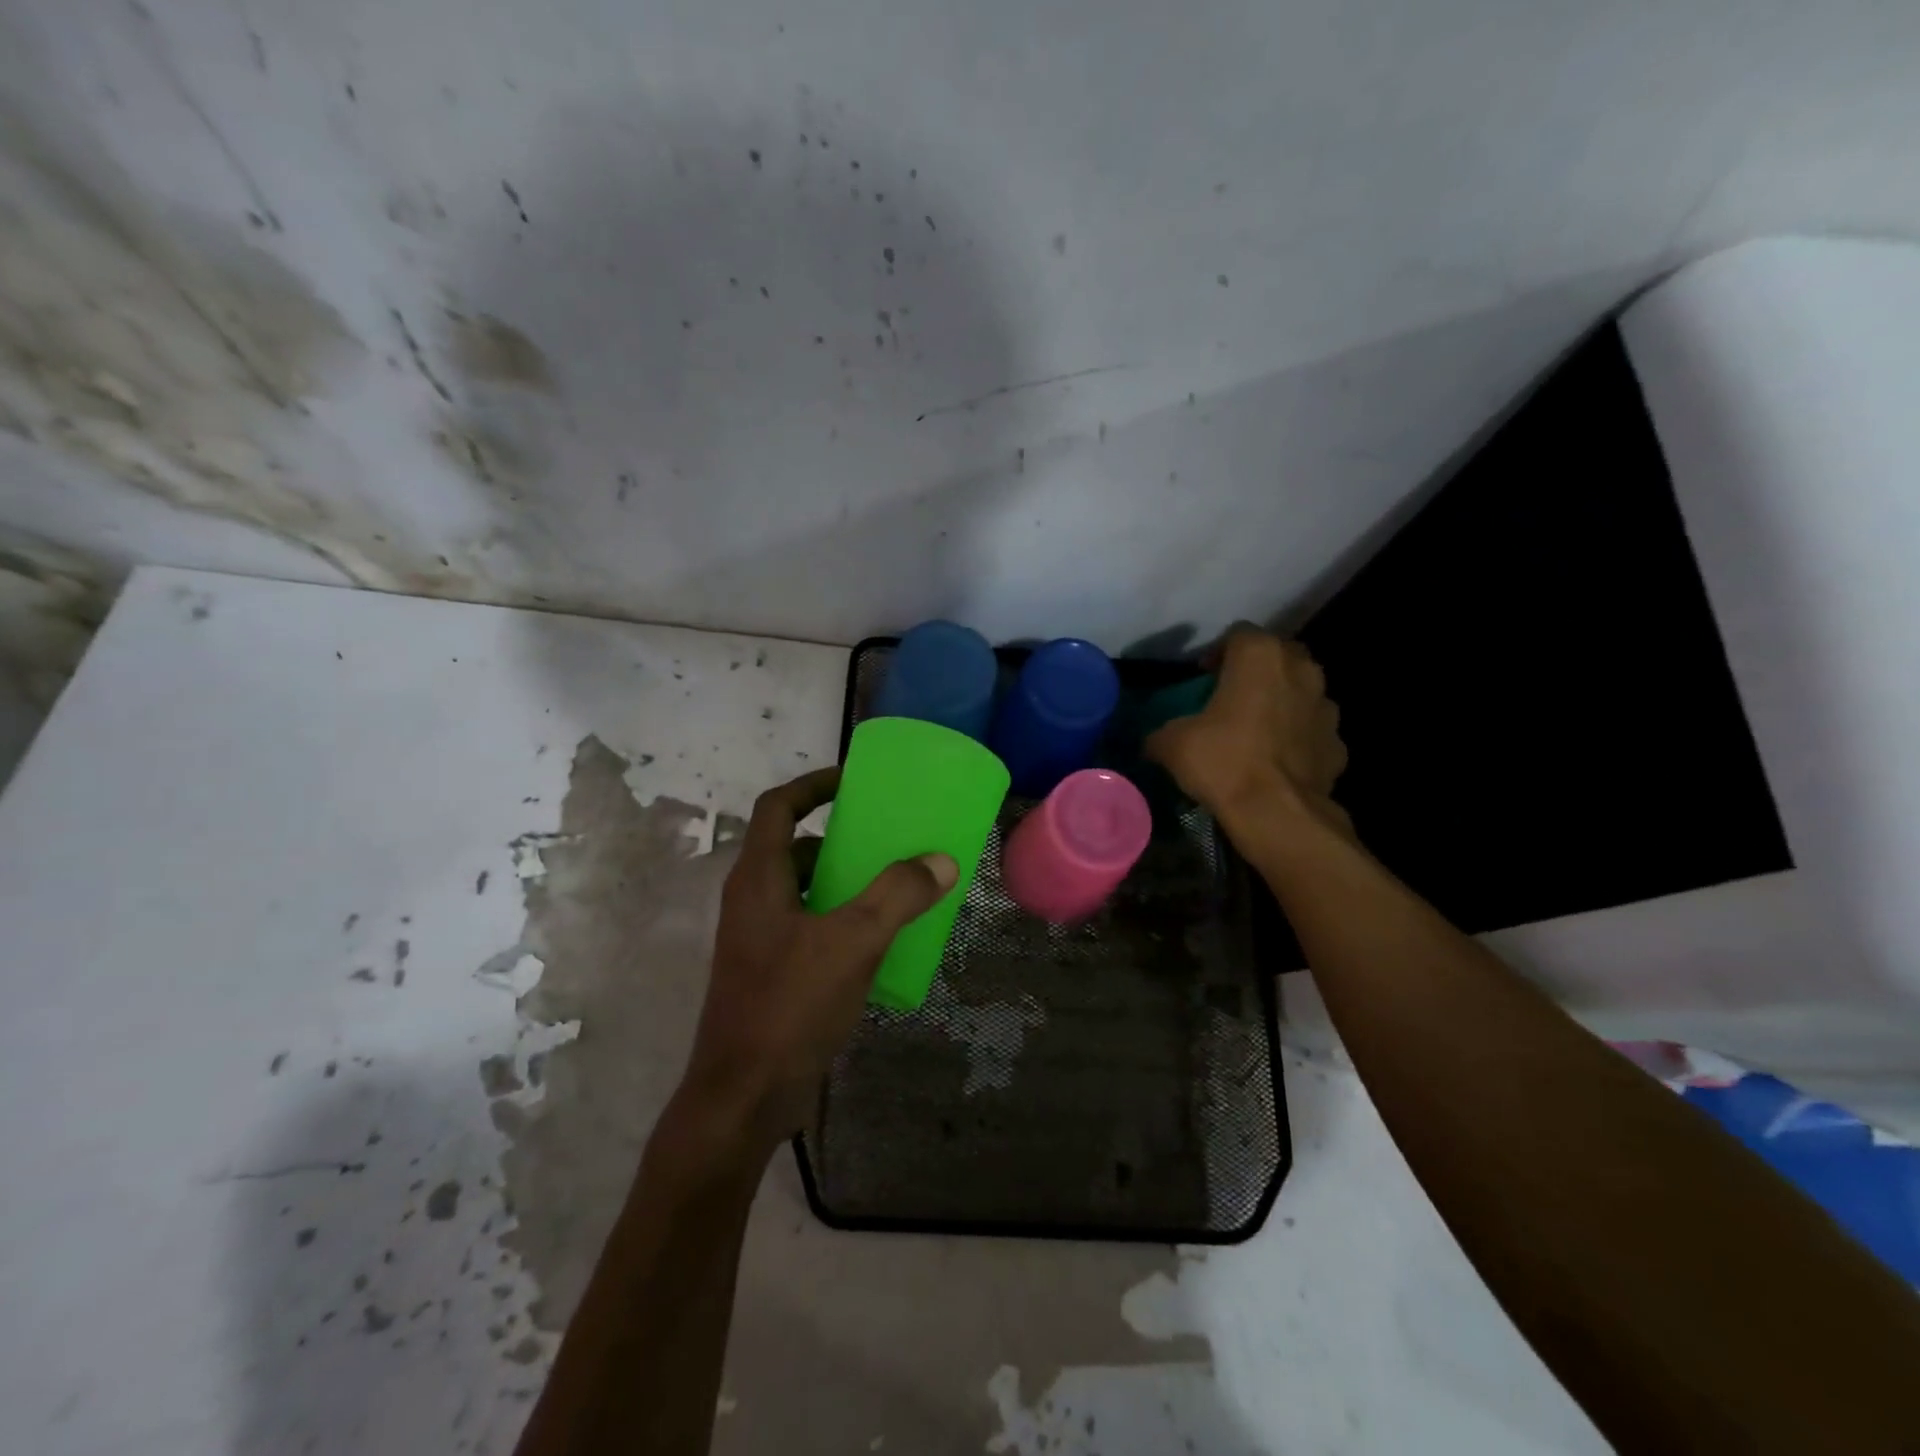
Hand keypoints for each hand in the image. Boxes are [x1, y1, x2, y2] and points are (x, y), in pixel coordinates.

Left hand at [678, 767, 957, 1146]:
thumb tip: (940, 860)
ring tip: (894, 884)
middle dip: (840, 837)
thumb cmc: (790, 1005)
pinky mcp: (771, 971)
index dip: (813, 785)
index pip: (778, 807)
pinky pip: (811, 925)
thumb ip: (898, 895)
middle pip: (794, 848)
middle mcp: (753, 900)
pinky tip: (880, 938)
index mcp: (758, 878)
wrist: (744, 1096)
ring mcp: (759, 938)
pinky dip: (842, 918)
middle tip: (887, 837)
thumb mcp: (853, 942)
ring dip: (845, 881)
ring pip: (805, 890)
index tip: (854, 780)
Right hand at [1145, 625, 1349, 834]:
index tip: (1203, 679)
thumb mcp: (1171, 744)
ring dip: (1282, 702)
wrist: (1278, 814)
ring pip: (1301, 692)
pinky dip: (1298, 739)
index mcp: (1260, 656)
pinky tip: (1277, 761)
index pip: (1238, 634)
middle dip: (1257, 671)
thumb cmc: (1224, 762)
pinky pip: (1312, 731)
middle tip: (1232, 696)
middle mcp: (1301, 670)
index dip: (1218, 653)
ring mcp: (1326, 707)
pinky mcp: (1338, 743)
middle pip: (1278, 656)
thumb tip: (1153, 741)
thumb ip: (1161, 732)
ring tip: (1257, 730)